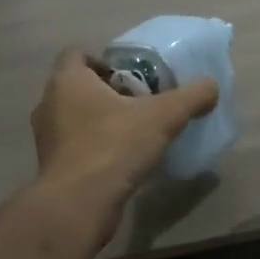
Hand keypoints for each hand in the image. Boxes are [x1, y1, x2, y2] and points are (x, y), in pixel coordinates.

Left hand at [31, 49, 219, 208]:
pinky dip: (96, 147)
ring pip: (77, 118)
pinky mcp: (52, 167)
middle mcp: (49, 104)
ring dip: (102, 121)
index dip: (104, 60)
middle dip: (109, 92)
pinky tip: (123, 160)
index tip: (131, 76)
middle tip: (141, 102)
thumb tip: (211, 87)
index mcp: (67, 81)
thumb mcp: (164, 116)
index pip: (77, 54)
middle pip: (79, 86)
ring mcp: (47, 138)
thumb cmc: (114, 146)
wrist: (79, 204)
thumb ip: (191, 97)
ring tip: (135, 132)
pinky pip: (77, 146)